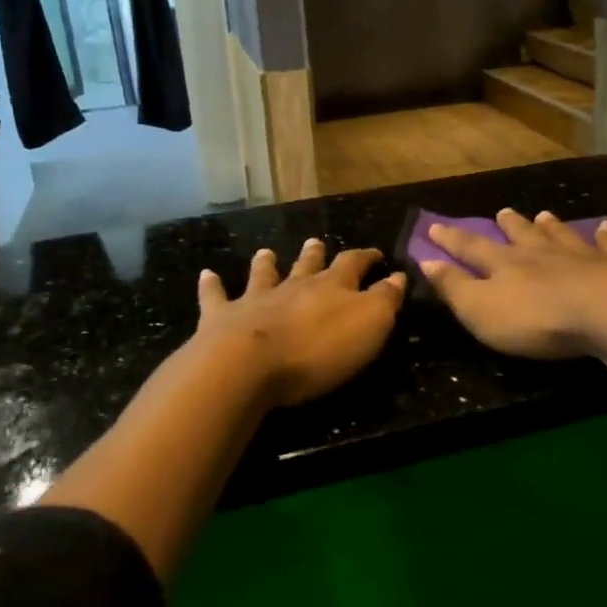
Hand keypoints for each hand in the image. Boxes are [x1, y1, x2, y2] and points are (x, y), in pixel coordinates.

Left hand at [193, 241, 406, 406]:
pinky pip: (217, 296)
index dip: (367, 257)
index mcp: (332, 286)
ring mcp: (256, 299)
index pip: (354, 263)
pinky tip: (208, 275)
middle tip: (317, 242)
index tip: (376, 254)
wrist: (249, 364)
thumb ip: (385, 299)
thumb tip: (398, 275)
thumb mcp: (370, 325)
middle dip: (315, 254)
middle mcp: (294, 285)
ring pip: (264, 274)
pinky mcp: (223, 317)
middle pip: (307, 264)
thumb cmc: (318, 349)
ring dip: (267, 263)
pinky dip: (212, 285)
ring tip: (268, 252)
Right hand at [419, 208, 606, 359]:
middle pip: (521, 235)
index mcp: (505, 265)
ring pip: (561, 235)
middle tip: (502, 212)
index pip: (471, 248)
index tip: (435, 226)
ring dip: (551, 226)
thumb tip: (426, 261)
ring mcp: (581, 256)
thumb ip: (454, 287)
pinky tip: (606, 227)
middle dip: (509, 225)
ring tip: (545, 214)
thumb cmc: (536, 318)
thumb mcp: (481, 310)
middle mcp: (541, 253)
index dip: (452, 239)